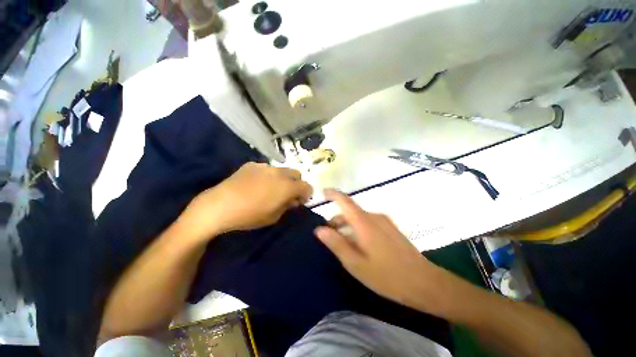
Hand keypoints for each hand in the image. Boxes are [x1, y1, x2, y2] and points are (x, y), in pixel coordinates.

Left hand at [182, 162, 312, 240]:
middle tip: (287, 193)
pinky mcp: (252, 164)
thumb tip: (292, 200)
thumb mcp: (274, 217)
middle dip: (296, 183)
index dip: (306, 194)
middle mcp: (279, 173)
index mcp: (287, 186)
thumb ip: (287, 206)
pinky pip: (266, 168)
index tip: (300, 200)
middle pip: (296, 174)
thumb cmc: (249, 216)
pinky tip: (255, 184)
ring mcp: (265, 166)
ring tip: (270, 188)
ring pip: (281, 170)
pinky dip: (267, 175)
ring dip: (282, 178)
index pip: (306, 186)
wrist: (219, 206)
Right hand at [314, 189, 435, 306]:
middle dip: (337, 219)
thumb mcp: (355, 263)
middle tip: (328, 233)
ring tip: (341, 241)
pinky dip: (358, 227)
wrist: (423, 282)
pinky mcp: (390, 227)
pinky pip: (368, 222)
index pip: (345, 201)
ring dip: (347, 224)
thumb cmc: (386, 275)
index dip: (333, 194)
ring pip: (359, 217)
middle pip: (351, 211)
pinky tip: (358, 243)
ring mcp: (384, 221)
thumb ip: (336, 244)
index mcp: (364, 222)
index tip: (323, 193)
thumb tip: (319, 229)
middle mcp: (374, 216)